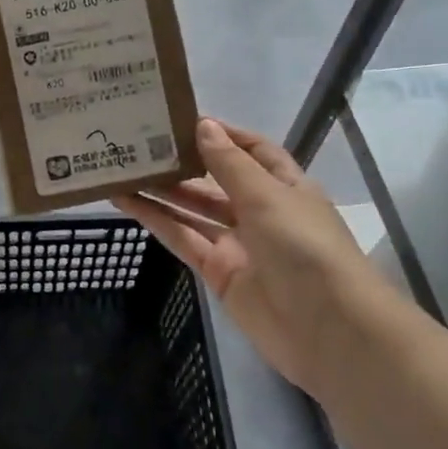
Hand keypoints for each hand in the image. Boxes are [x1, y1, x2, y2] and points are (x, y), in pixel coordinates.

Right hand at [115, 118, 401, 394]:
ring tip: (121, 168)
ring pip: (193, 210)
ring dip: (161, 191)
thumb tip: (203, 126)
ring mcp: (237, 244)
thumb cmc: (305, 248)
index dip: (222, 135)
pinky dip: (157, 221)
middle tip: (138, 142)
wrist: (326, 328)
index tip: (182, 120)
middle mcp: (260, 212)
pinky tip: (126, 203)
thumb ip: (229, 164)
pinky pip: (183, 239)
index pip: (253, 151)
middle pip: (215, 181)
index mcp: (285, 187)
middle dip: (182, 162)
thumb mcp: (268, 197)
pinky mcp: (217, 272)